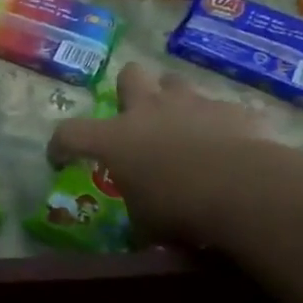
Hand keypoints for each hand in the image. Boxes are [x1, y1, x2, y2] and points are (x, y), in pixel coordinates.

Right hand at [47, 64, 277, 244]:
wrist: (242, 188)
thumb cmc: (179, 208)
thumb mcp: (147, 224)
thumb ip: (139, 214)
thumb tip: (142, 226)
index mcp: (116, 138)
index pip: (70, 133)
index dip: (60, 145)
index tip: (60, 159)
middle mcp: (149, 110)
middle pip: (129, 76)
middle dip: (130, 90)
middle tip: (136, 115)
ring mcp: (192, 103)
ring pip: (175, 82)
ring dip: (174, 100)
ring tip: (182, 126)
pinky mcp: (231, 109)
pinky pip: (219, 109)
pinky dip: (218, 124)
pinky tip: (227, 145)